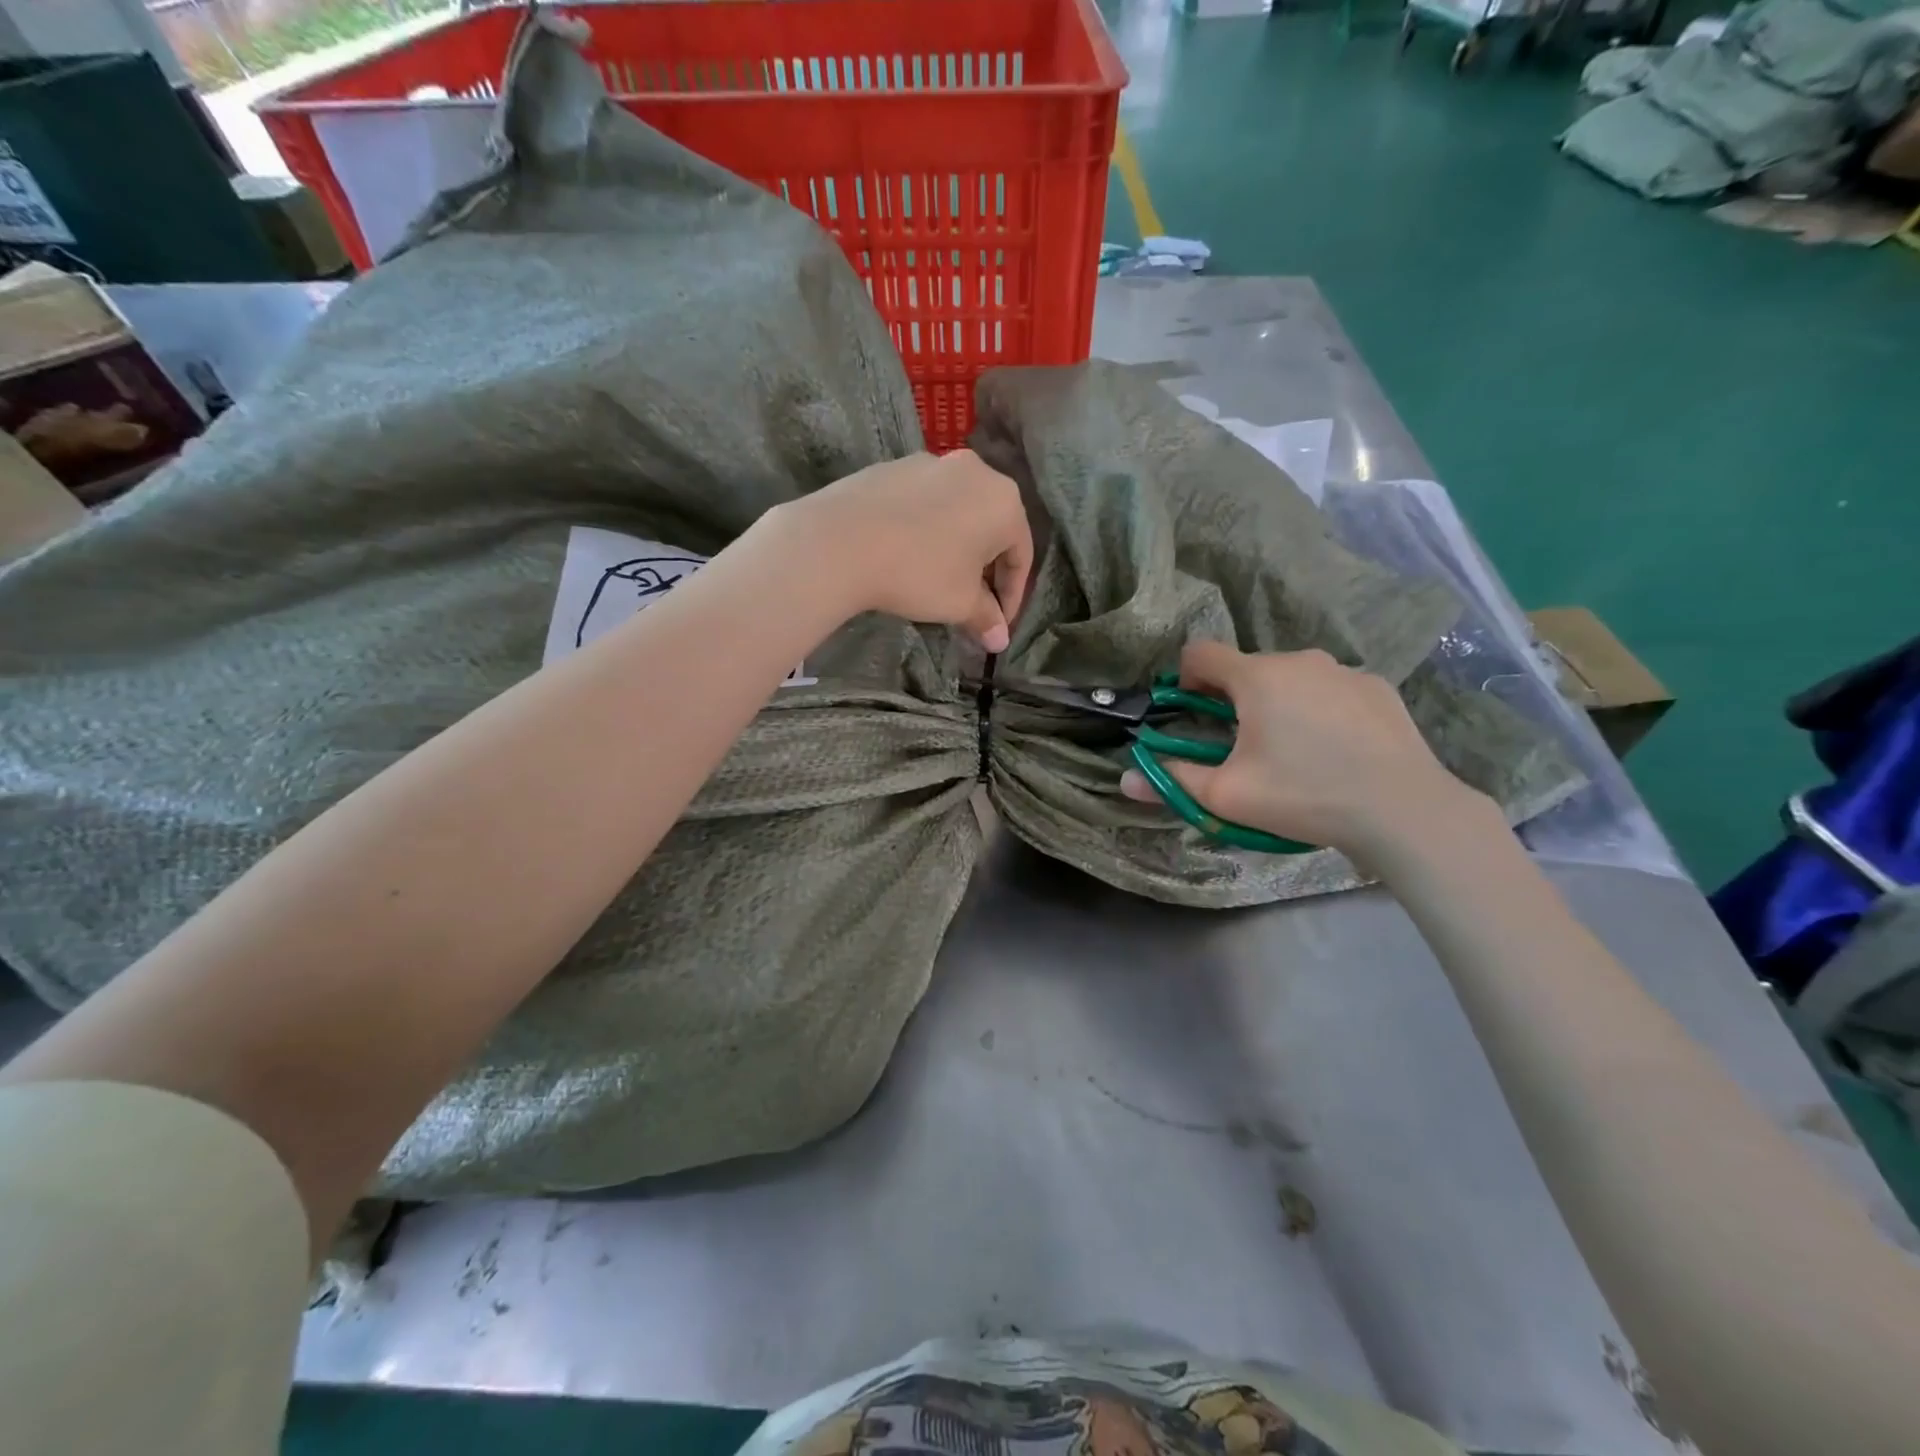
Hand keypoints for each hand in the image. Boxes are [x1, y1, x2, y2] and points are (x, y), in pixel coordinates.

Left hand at [770, 451, 1033, 651]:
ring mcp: (931, 462)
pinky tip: (907, 555)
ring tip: (939, 580)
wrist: (840, 541)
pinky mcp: (893, 467)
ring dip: (956, 548)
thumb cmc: (918, 572)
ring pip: (956, 512)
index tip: (998, 624)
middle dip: (985, 570)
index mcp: (1004, 501)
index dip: (1013, 595)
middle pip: (991, 528)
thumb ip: (986, 618)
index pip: (1021, 555)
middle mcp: (975, 471)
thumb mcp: (959, 603)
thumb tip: (999, 640)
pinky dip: (926, 530)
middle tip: (973, 604)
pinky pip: (923, 503)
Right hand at [1120, 642, 1487, 856]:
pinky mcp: (1378, 687)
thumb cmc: (1303, 795)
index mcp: (1256, 677)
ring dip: (1280, 702)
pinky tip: (1337, 750)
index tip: (1193, 712)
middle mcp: (1299, 659)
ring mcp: (1344, 670)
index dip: (1185, 677)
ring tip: (1296, 752)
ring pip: (1292, 678)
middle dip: (1235, 699)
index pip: (1201, 652)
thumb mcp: (1227, 796)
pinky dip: (1321, 709)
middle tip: (1245, 747)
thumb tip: (1125, 779)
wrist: (1402, 809)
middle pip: (1248, 668)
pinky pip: (1331, 689)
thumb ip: (1172, 780)